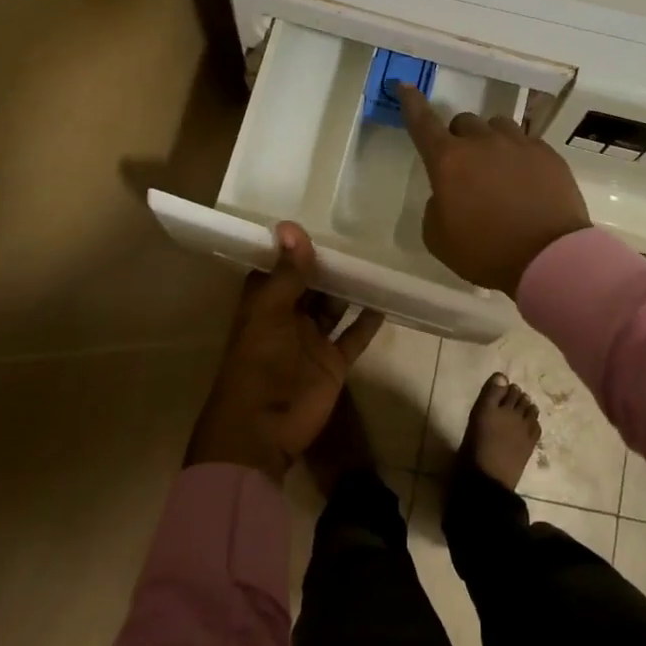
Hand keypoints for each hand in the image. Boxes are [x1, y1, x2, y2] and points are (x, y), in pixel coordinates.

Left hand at [185, 222, 383, 483]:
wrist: (263, 429)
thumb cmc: (259, 363)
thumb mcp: (271, 312)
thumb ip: (288, 272)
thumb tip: (292, 225)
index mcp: (265, 302)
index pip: (280, 266)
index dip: (296, 246)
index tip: (318, 215)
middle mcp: (288, 316)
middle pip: (311, 284)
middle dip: (329, 264)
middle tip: (360, 233)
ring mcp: (312, 340)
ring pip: (334, 306)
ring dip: (351, 288)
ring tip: (376, 259)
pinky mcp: (333, 362)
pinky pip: (354, 336)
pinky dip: (368, 321)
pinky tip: (386, 299)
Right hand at [398, 84, 590, 296]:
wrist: (548, 258)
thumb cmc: (486, 253)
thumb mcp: (439, 238)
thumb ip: (436, 206)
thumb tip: (449, 193)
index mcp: (448, 161)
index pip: (423, 123)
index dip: (411, 103)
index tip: (404, 85)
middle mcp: (482, 143)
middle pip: (463, 122)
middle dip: (459, 139)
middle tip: (465, 168)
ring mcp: (519, 144)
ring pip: (497, 126)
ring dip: (490, 141)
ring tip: (498, 169)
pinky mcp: (548, 154)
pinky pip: (527, 142)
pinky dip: (519, 155)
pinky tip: (525, 180)